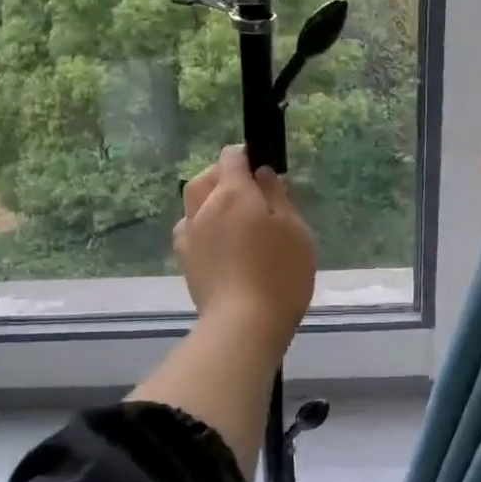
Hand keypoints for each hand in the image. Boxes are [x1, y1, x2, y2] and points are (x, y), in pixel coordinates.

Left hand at [175, 145, 316, 348]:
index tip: (263, 170)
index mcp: (233, 194)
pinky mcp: (185, 261)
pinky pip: (189, 231)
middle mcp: (204, 208)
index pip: (231, 157)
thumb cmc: (280, 274)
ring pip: (193, 204)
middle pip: (205, 178)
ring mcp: (190, 236)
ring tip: (232, 218)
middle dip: (224, 176)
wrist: (243, 325)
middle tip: (249, 193)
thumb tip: (263, 174)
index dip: (247, 157)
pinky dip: (201, 227)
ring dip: (209, 202)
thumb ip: (277, 197)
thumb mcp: (295, 230)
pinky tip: (218, 243)